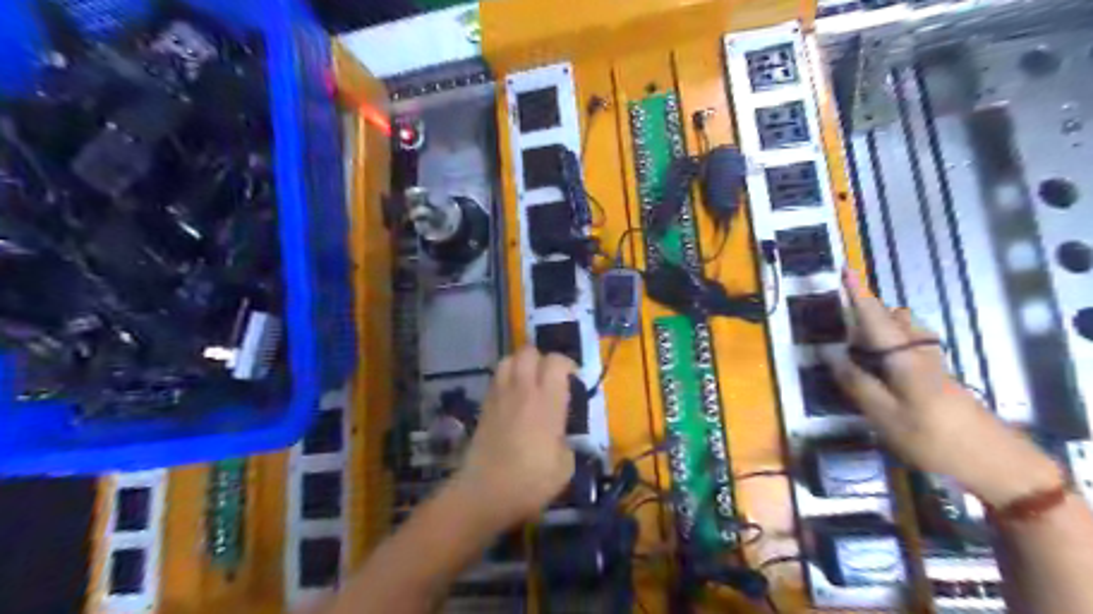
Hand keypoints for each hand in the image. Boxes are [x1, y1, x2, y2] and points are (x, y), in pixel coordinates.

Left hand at [448, 348, 573, 529]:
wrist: (484, 493)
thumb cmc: (530, 481)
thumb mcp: (565, 466)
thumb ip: (567, 442)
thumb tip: (561, 437)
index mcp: (547, 401)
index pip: (556, 361)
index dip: (567, 364)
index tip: (574, 380)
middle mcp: (522, 390)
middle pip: (528, 352)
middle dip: (541, 358)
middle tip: (550, 378)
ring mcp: (499, 396)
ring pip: (507, 360)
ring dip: (520, 365)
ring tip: (529, 383)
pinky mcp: (484, 407)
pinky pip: (496, 380)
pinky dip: (506, 380)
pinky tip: (512, 399)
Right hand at [838, 272, 1059, 504]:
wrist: (993, 462)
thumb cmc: (932, 438)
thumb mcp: (884, 416)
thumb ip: (856, 383)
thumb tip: (831, 355)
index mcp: (903, 358)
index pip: (875, 317)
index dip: (858, 294)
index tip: (845, 269)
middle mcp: (919, 352)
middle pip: (893, 318)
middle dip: (867, 312)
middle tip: (840, 328)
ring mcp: (932, 363)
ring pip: (905, 330)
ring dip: (880, 328)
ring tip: (857, 349)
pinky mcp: (938, 376)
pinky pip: (909, 345)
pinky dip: (890, 344)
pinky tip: (880, 368)